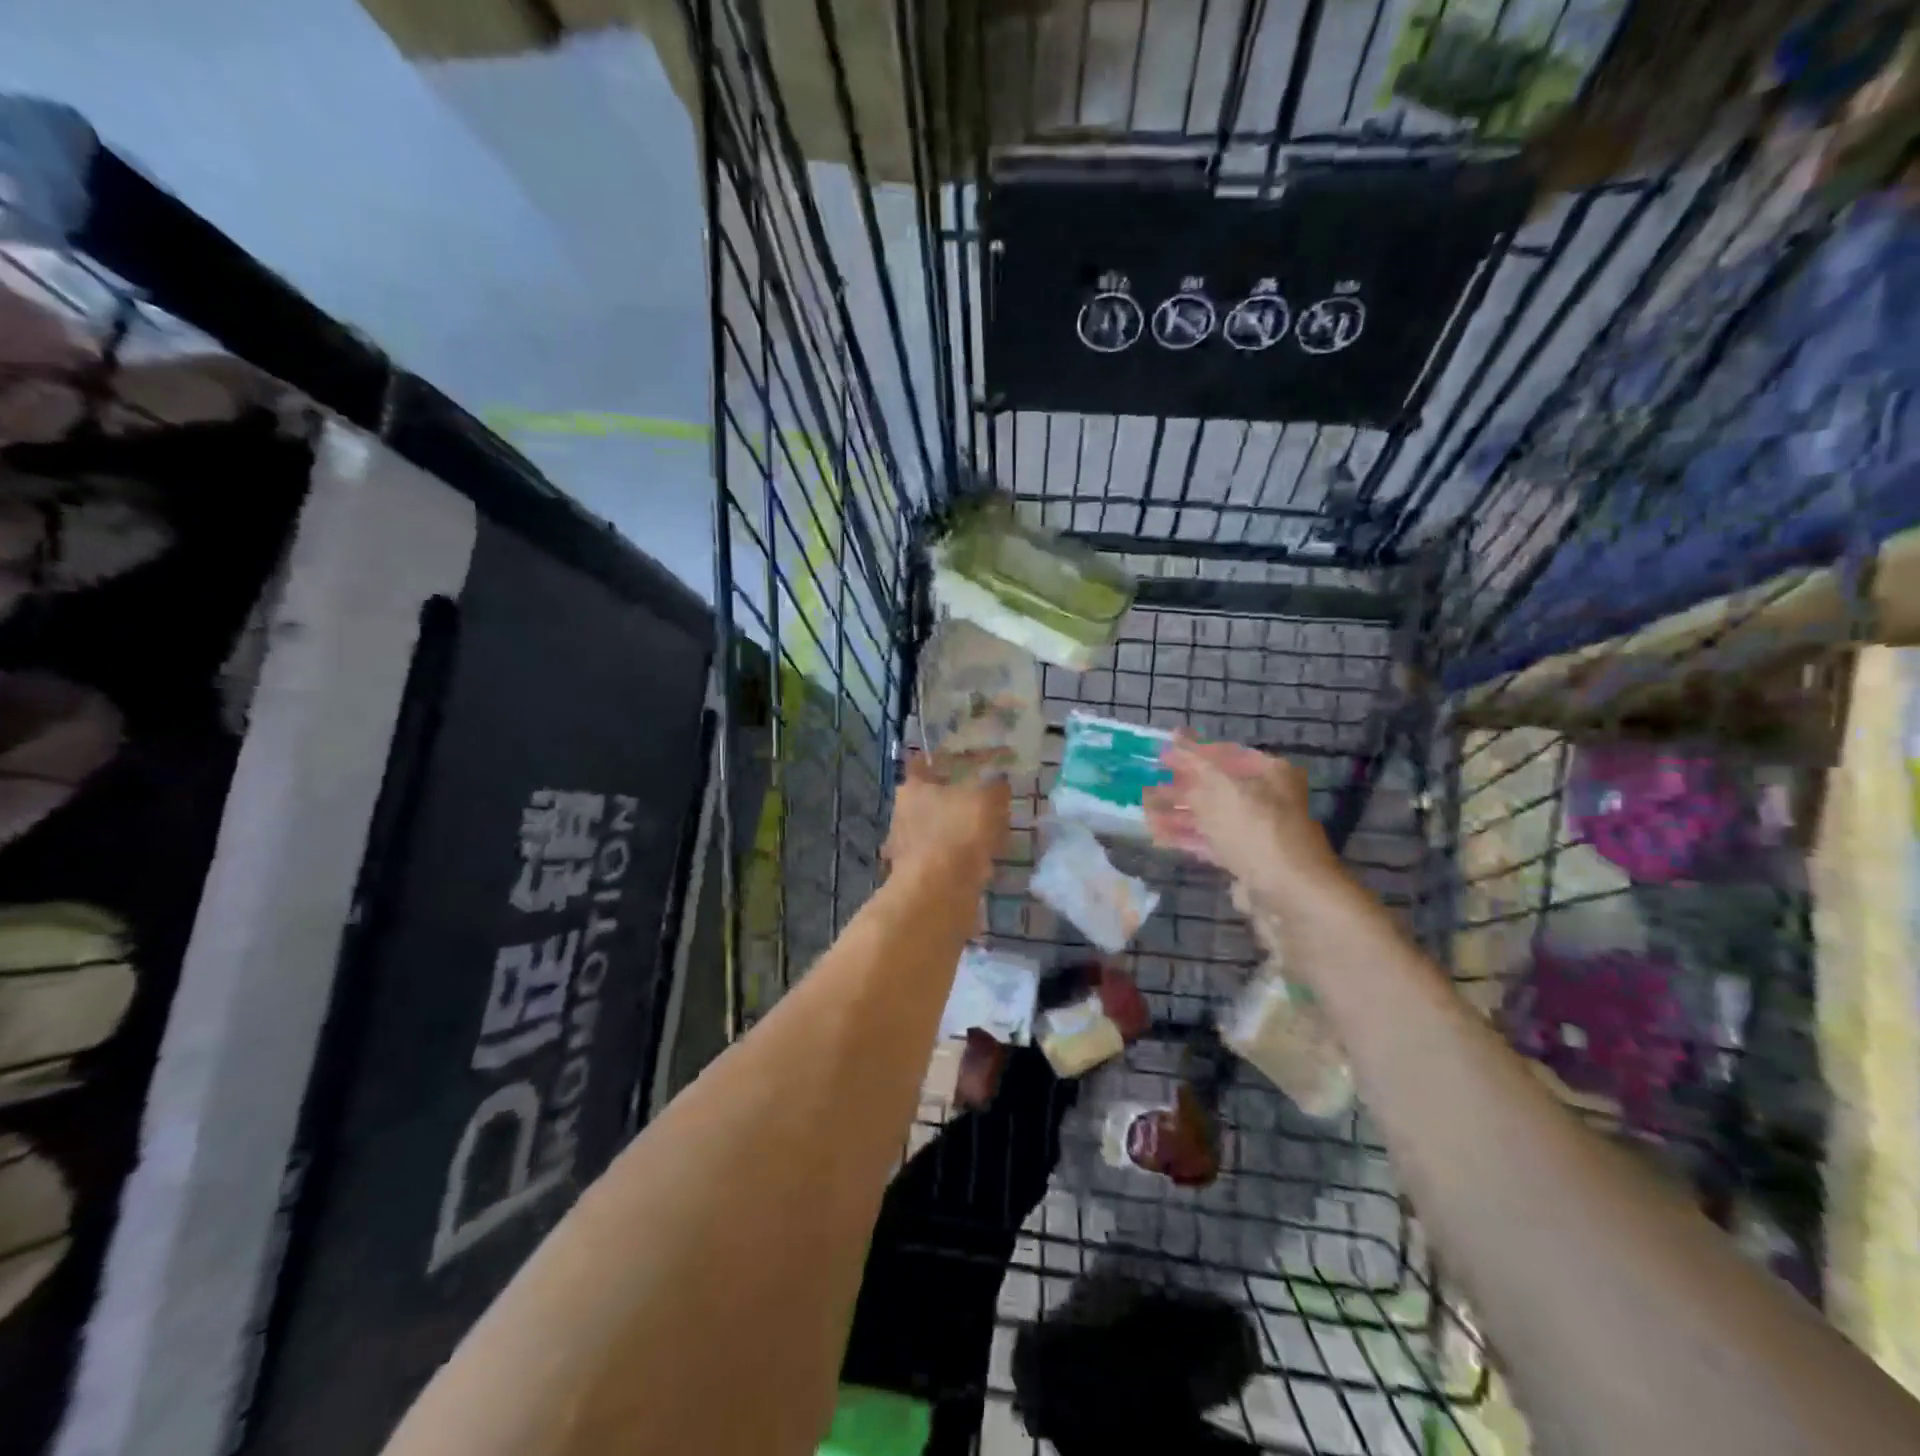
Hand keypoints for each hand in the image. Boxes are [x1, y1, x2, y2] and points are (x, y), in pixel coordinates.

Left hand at [882, 753, 1009, 883]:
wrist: (940, 891)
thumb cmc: (958, 831)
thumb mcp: (987, 799)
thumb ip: (995, 787)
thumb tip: (998, 782)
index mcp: (912, 789)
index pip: (921, 765)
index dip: (939, 762)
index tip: (958, 762)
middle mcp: (902, 815)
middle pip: (928, 800)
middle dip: (951, 801)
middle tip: (981, 801)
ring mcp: (906, 848)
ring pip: (934, 831)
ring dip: (955, 833)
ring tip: (986, 834)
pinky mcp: (916, 876)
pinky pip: (941, 859)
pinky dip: (957, 859)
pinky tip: (979, 863)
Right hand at [1142, 735, 1346, 909]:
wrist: (1289, 894)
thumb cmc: (1255, 828)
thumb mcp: (1220, 787)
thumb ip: (1194, 762)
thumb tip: (1175, 737)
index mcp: (1269, 773)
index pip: (1225, 754)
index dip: (1191, 753)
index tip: (1160, 756)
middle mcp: (1267, 799)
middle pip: (1216, 787)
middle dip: (1180, 786)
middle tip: (1146, 784)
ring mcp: (1257, 833)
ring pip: (1211, 817)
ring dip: (1178, 812)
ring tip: (1143, 810)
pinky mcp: (1247, 862)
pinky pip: (1212, 843)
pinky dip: (1187, 837)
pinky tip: (1158, 835)